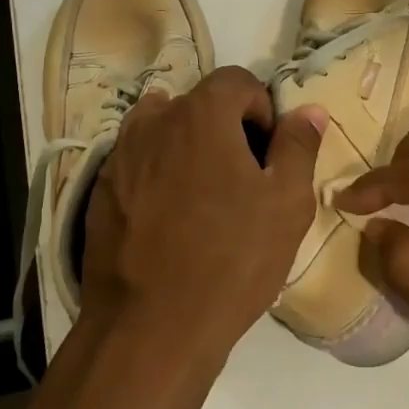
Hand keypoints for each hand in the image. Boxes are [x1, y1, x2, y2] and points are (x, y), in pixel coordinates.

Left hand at [78, 67, 324, 381]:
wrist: (151, 327)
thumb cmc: (232, 260)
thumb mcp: (286, 203)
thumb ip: (298, 146)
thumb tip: (308, 110)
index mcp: (200, 114)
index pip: (238, 81)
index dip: (263, 111)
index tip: (269, 155)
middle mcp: (153, 121)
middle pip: (199, 104)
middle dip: (227, 130)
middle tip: (244, 182)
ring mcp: (119, 156)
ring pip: (165, 133)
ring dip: (190, 150)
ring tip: (206, 200)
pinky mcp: (100, 190)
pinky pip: (139, 165)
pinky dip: (160, 176)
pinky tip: (172, 222)